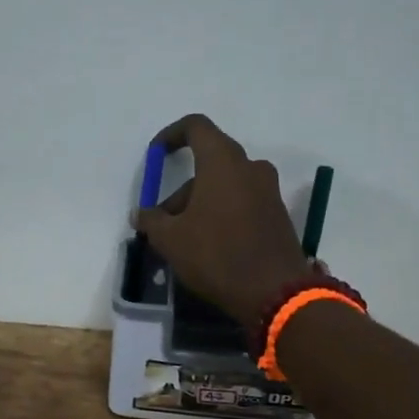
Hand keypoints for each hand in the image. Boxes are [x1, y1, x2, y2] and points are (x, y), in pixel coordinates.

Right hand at [134, 114, 311, 324]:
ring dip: (202, 203)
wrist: (274, 292)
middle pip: (210, 162)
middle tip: (164, 219)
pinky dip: (223, 213)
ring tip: (184, 239)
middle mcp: (250, 168)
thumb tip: (140, 214)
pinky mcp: (278, 214)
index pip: (196, 127)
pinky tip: (210, 245)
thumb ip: (151, 220)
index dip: (172, 135)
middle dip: (183, 188)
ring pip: (226, 185)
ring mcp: (269, 191)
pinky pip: (243, 202)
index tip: (157, 154)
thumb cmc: (216, 255)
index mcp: (223, 162)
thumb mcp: (170, 239)